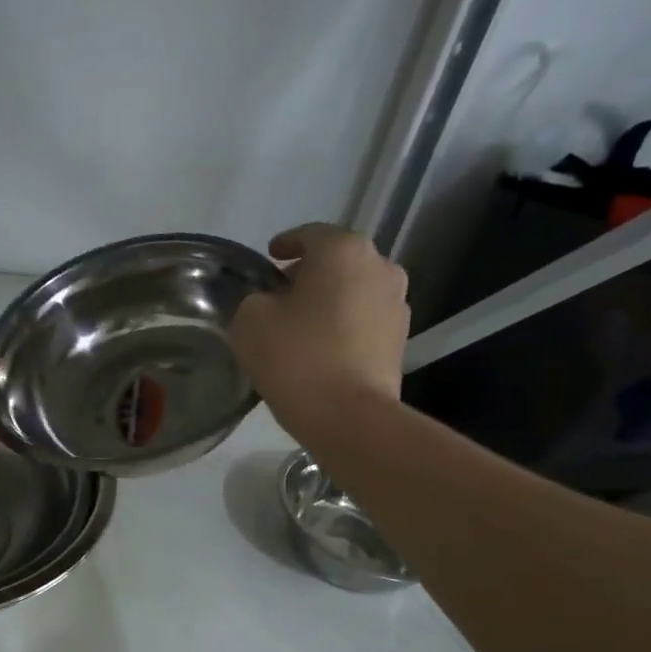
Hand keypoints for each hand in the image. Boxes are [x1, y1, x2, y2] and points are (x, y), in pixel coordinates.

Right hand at [231, 224, 409, 427]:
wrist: (349, 416)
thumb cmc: (296, 358)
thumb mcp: (250, 321)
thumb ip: (254, 299)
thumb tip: (267, 302)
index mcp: (343, 250)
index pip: (309, 234)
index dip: (285, 244)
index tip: (269, 258)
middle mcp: (380, 266)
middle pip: (337, 261)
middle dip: (309, 273)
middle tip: (280, 295)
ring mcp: (397, 304)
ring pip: (354, 290)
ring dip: (330, 300)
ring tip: (302, 324)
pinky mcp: (401, 340)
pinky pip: (364, 320)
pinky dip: (344, 325)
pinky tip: (322, 347)